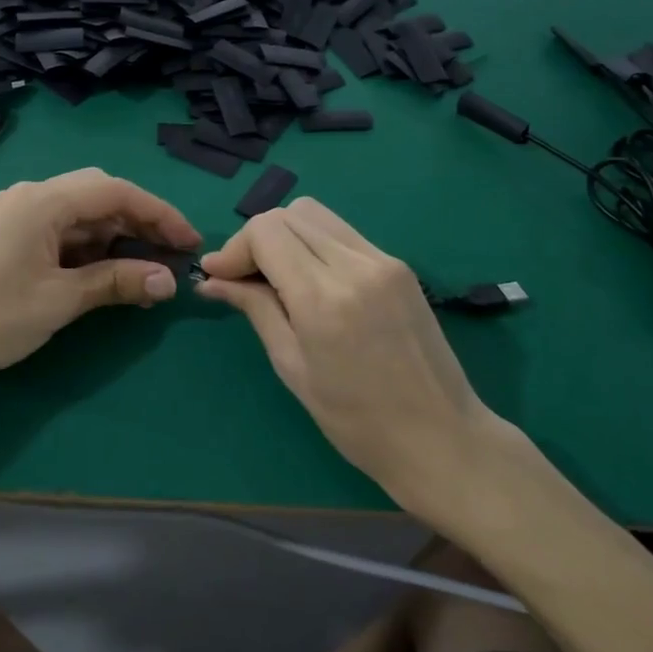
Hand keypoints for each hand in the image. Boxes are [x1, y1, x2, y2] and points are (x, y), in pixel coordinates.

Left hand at [0, 169, 200, 391]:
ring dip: (115, 238)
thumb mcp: (61, 300)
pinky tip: (108, 271)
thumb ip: (117, 282)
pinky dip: (88, 249)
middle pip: (98, 196)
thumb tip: (169, 282)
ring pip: (79, 216)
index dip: (159, 214)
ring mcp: (14, 216)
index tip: (190, 242)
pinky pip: (59, 232)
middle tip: (171, 254)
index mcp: (41, 200)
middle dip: (139, 222)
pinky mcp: (7, 238)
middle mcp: (28, 196)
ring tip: (147, 268)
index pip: (115, 192)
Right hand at [197, 197, 523, 496]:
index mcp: (324, 297)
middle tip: (244, 278)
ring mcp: (384, 261)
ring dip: (286, 236)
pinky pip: (344, 235)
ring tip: (275, 278)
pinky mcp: (400, 267)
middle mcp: (356, 265)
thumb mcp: (292, 366)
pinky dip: (315, 245)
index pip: (266, 231)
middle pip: (290, 213)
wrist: (440, 438)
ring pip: (318, 216)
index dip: (235, 248)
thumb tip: (211, 281)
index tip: (218, 277)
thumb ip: (255, 309)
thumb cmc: (355, 420)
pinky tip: (310, 281)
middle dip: (257, 239)